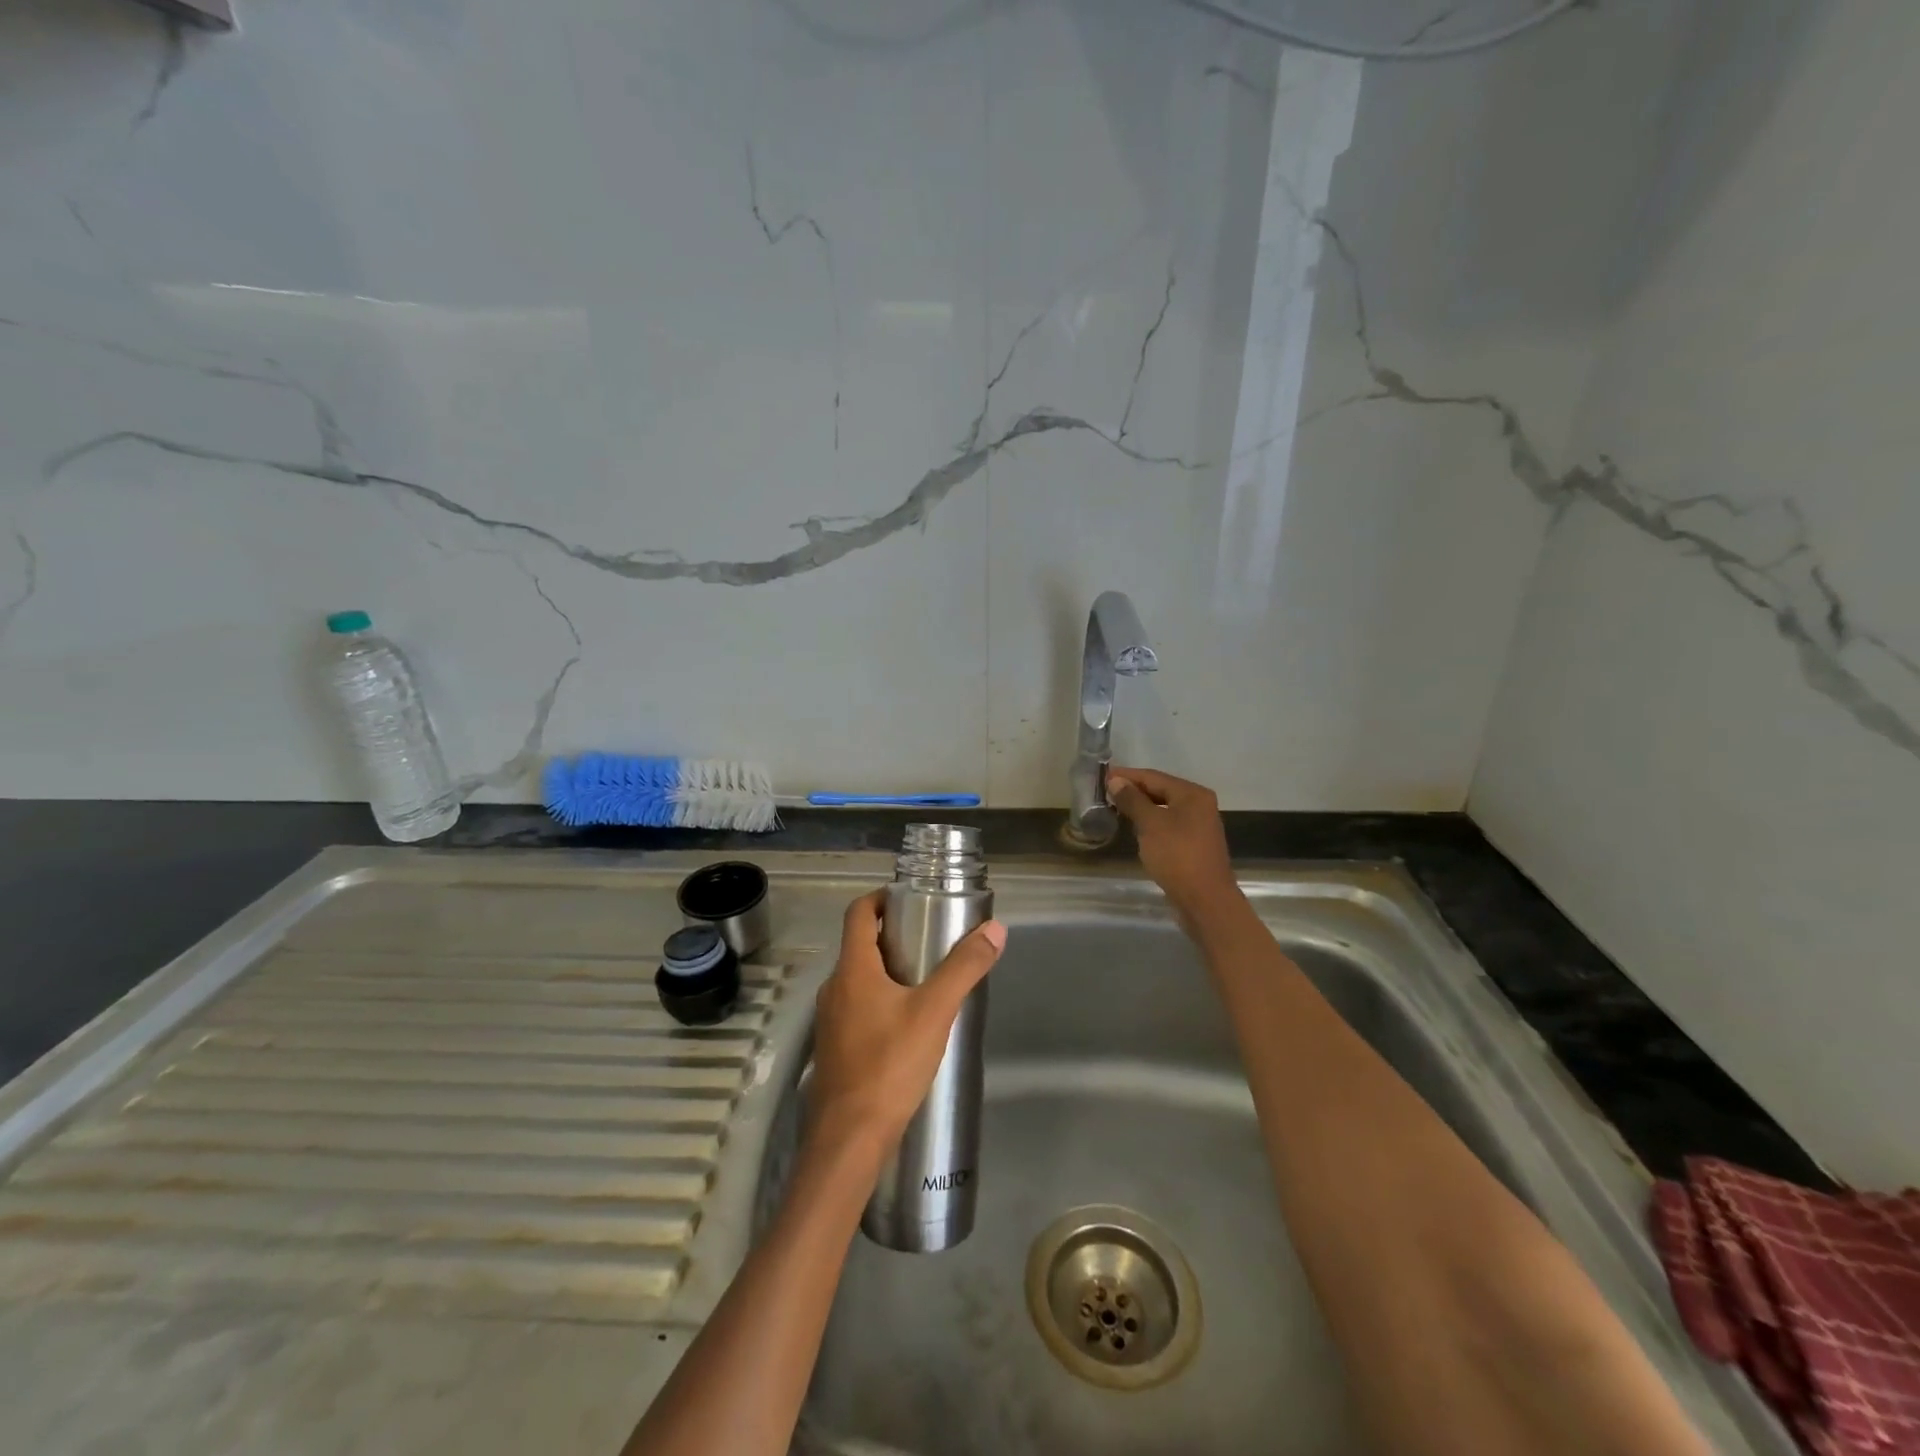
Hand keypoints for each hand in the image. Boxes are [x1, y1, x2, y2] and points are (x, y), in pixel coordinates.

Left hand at [807, 891, 1005, 1159]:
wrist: (848, 1139)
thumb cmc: (889, 1065)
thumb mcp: (935, 1012)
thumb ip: (964, 969)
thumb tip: (995, 929)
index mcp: (852, 969)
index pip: (858, 913)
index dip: (881, 897)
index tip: (910, 898)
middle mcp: (834, 988)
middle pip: (860, 945)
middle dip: (893, 936)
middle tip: (931, 938)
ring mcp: (830, 1020)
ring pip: (859, 979)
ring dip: (888, 970)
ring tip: (926, 980)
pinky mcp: (835, 1048)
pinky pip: (857, 1008)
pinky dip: (880, 1000)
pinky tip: (908, 1024)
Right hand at [1106, 766, 1245, 928]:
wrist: (1205, 900)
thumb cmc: (1177, 856)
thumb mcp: (1150, 824)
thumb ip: (1133, 800)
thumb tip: (1116, 781)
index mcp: (1192, 794)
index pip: (1154, 777)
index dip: (1127, 776)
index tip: (1103, 775)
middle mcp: (1199, 805)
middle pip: (1161, 790)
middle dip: (1133, 790)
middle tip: (1105, 791)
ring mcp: (1198, 826)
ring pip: (1164, 809)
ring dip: (1141, 807)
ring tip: (1115, 807)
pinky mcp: (1194, 845)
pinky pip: (1168, 825)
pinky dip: (1150, 822)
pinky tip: (1135, 828)